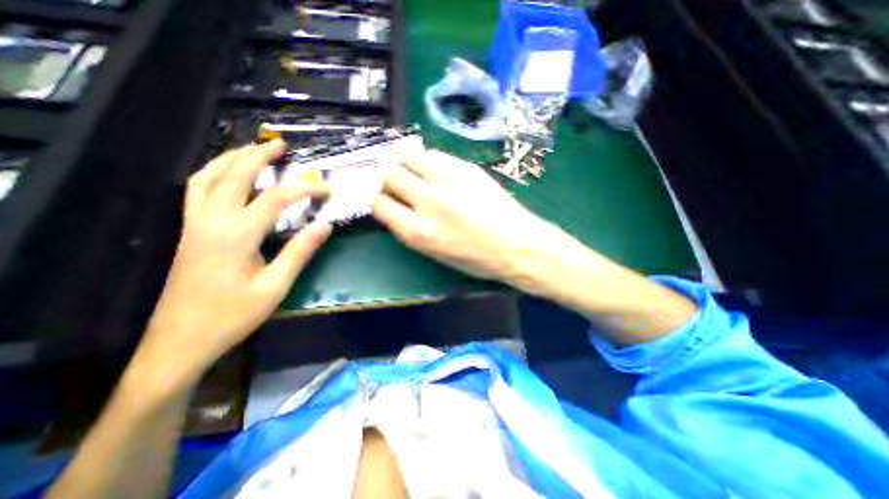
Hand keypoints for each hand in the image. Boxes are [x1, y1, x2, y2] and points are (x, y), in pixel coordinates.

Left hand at [136, 141, 330, 381]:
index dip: (304, 189)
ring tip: (253, 150)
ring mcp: (194, 225)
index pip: (275, 199)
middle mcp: (211, 222)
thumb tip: (325, 225)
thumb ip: (300, 252)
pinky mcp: (189, 232)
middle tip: (281, 145)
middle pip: (234, 176)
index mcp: (236, 235)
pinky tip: (227, 175)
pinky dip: (212, 174)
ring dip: (231, 159)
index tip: (326, 190)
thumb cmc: (233, 316)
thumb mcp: (276, 286)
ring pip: (207, 178)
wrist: (181, 340)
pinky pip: (196, 191)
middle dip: (259, 156)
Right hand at [372, 148, 552, 284]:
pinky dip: (427, 160)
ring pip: (409, 157)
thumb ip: (410, 229)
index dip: (377, 201)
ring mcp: (449, 179)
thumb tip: (394, 206)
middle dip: (388, 180)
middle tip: (397, 185)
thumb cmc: (476, 258)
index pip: (379, 204)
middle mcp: (429, 202)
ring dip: (405, 164)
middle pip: (389, 175)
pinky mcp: (466, 166)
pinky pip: (434, 154)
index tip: (383, 200)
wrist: (518, 245)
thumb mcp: (435, 253)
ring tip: (414, 173)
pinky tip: (434, 170)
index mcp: (419, 232)